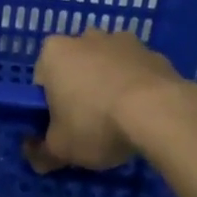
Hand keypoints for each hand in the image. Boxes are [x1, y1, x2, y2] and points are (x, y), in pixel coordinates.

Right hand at [29, 29, 189, 172]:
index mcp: (54, 52)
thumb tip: (37, 159)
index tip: (61, 128)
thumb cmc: (96, 123)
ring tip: (120, 122)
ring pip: (107, 66)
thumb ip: (42, 152)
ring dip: (109, 86)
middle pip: (75, 68)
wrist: (159, 112)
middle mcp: (85, 37)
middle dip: (79, 91)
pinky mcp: (152, 52)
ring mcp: (122, 41)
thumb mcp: (60, 148)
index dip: (49, 106)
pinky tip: (144, 116)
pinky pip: (136, 72)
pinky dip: (136, 88)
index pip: (42, 79)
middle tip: (88, 126)